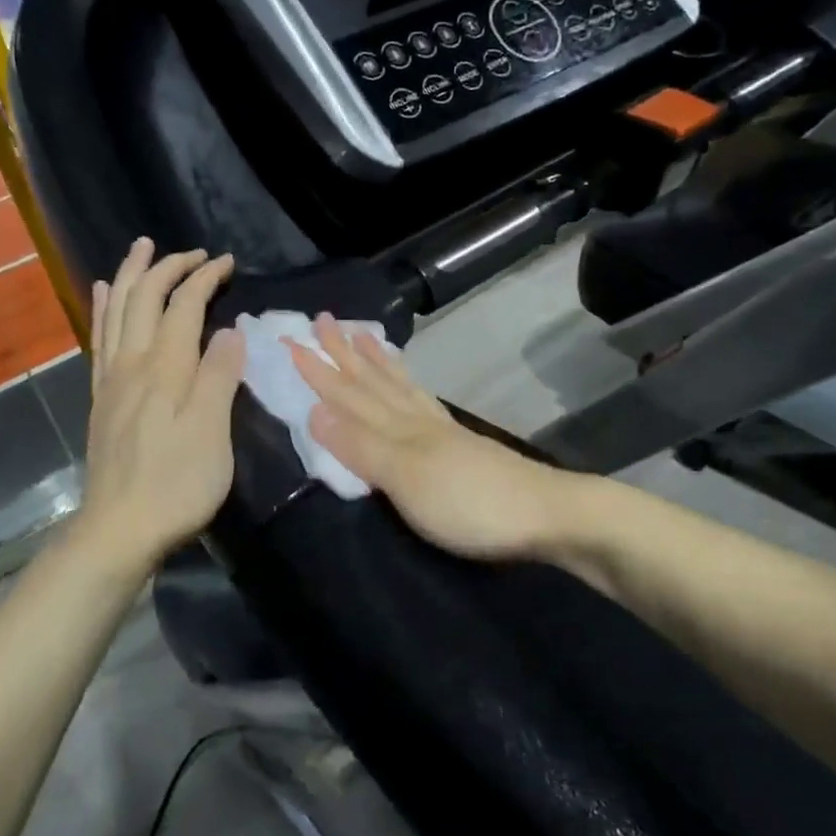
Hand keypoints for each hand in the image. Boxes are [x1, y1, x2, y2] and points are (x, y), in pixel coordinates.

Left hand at [76, 238, 244, 574]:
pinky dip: (104, 309)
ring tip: (142, 248)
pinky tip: (104, 294)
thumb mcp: (211, 434)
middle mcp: (133, 364)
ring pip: (118, 311)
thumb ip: (219, 378)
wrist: (120, 529)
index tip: (228, 262)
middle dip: (169, 267)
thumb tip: (230, 331)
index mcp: (165, 370)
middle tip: (195, 252)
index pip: (184, 306)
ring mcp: (112, 380)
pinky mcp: (103, 399)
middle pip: (145, 299)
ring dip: (132, 275)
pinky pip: (100, 339)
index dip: (204, 278)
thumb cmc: (176, 485)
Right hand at [286, 315, 571, 562]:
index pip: (349, 395)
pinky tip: (410, 387)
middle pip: (374, 383)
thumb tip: (313, 411)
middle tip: (322, 320)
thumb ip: (361, 447)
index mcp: (399, 429)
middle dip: (343, 355)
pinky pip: (423, 403)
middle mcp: (418, 421)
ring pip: (399, 388)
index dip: (318, 371)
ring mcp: (442, 432)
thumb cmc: (469, 504)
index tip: (290, 341)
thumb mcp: (407, 479)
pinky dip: (408, 387)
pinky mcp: (461, 446)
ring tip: (361, 337)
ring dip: (375, 364)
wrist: (545, 514)